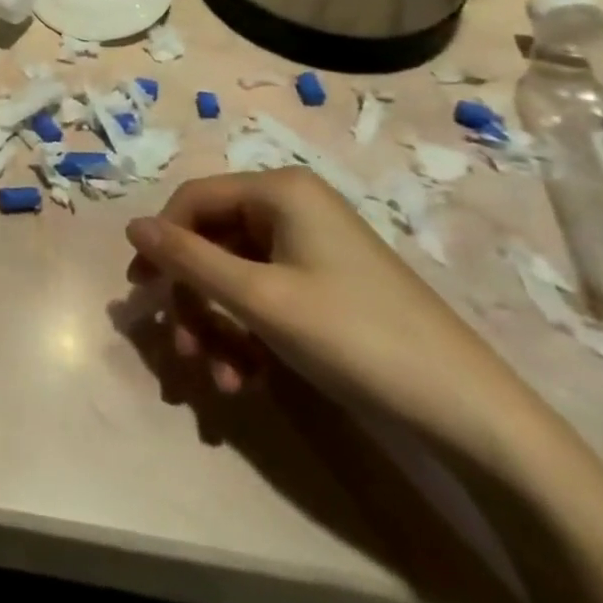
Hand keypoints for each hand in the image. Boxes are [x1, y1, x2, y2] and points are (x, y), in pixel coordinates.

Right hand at [126, 168, 539, 460]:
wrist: (470, 413)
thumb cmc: (354, 336)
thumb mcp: (259, 299)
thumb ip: (189, 259)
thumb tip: (131, 225)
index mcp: (278, 189)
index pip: (194, 199)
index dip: (162, 242)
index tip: (141, 291)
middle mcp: (292, 206)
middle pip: (214, 241)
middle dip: (195, 300)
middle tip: (183, 353)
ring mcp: (312, 246)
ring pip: (237, 276)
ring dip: (219, 327)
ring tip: (220, 381)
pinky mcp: (327, 284)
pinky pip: (266, 296)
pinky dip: (249, 335)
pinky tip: (249, 380)